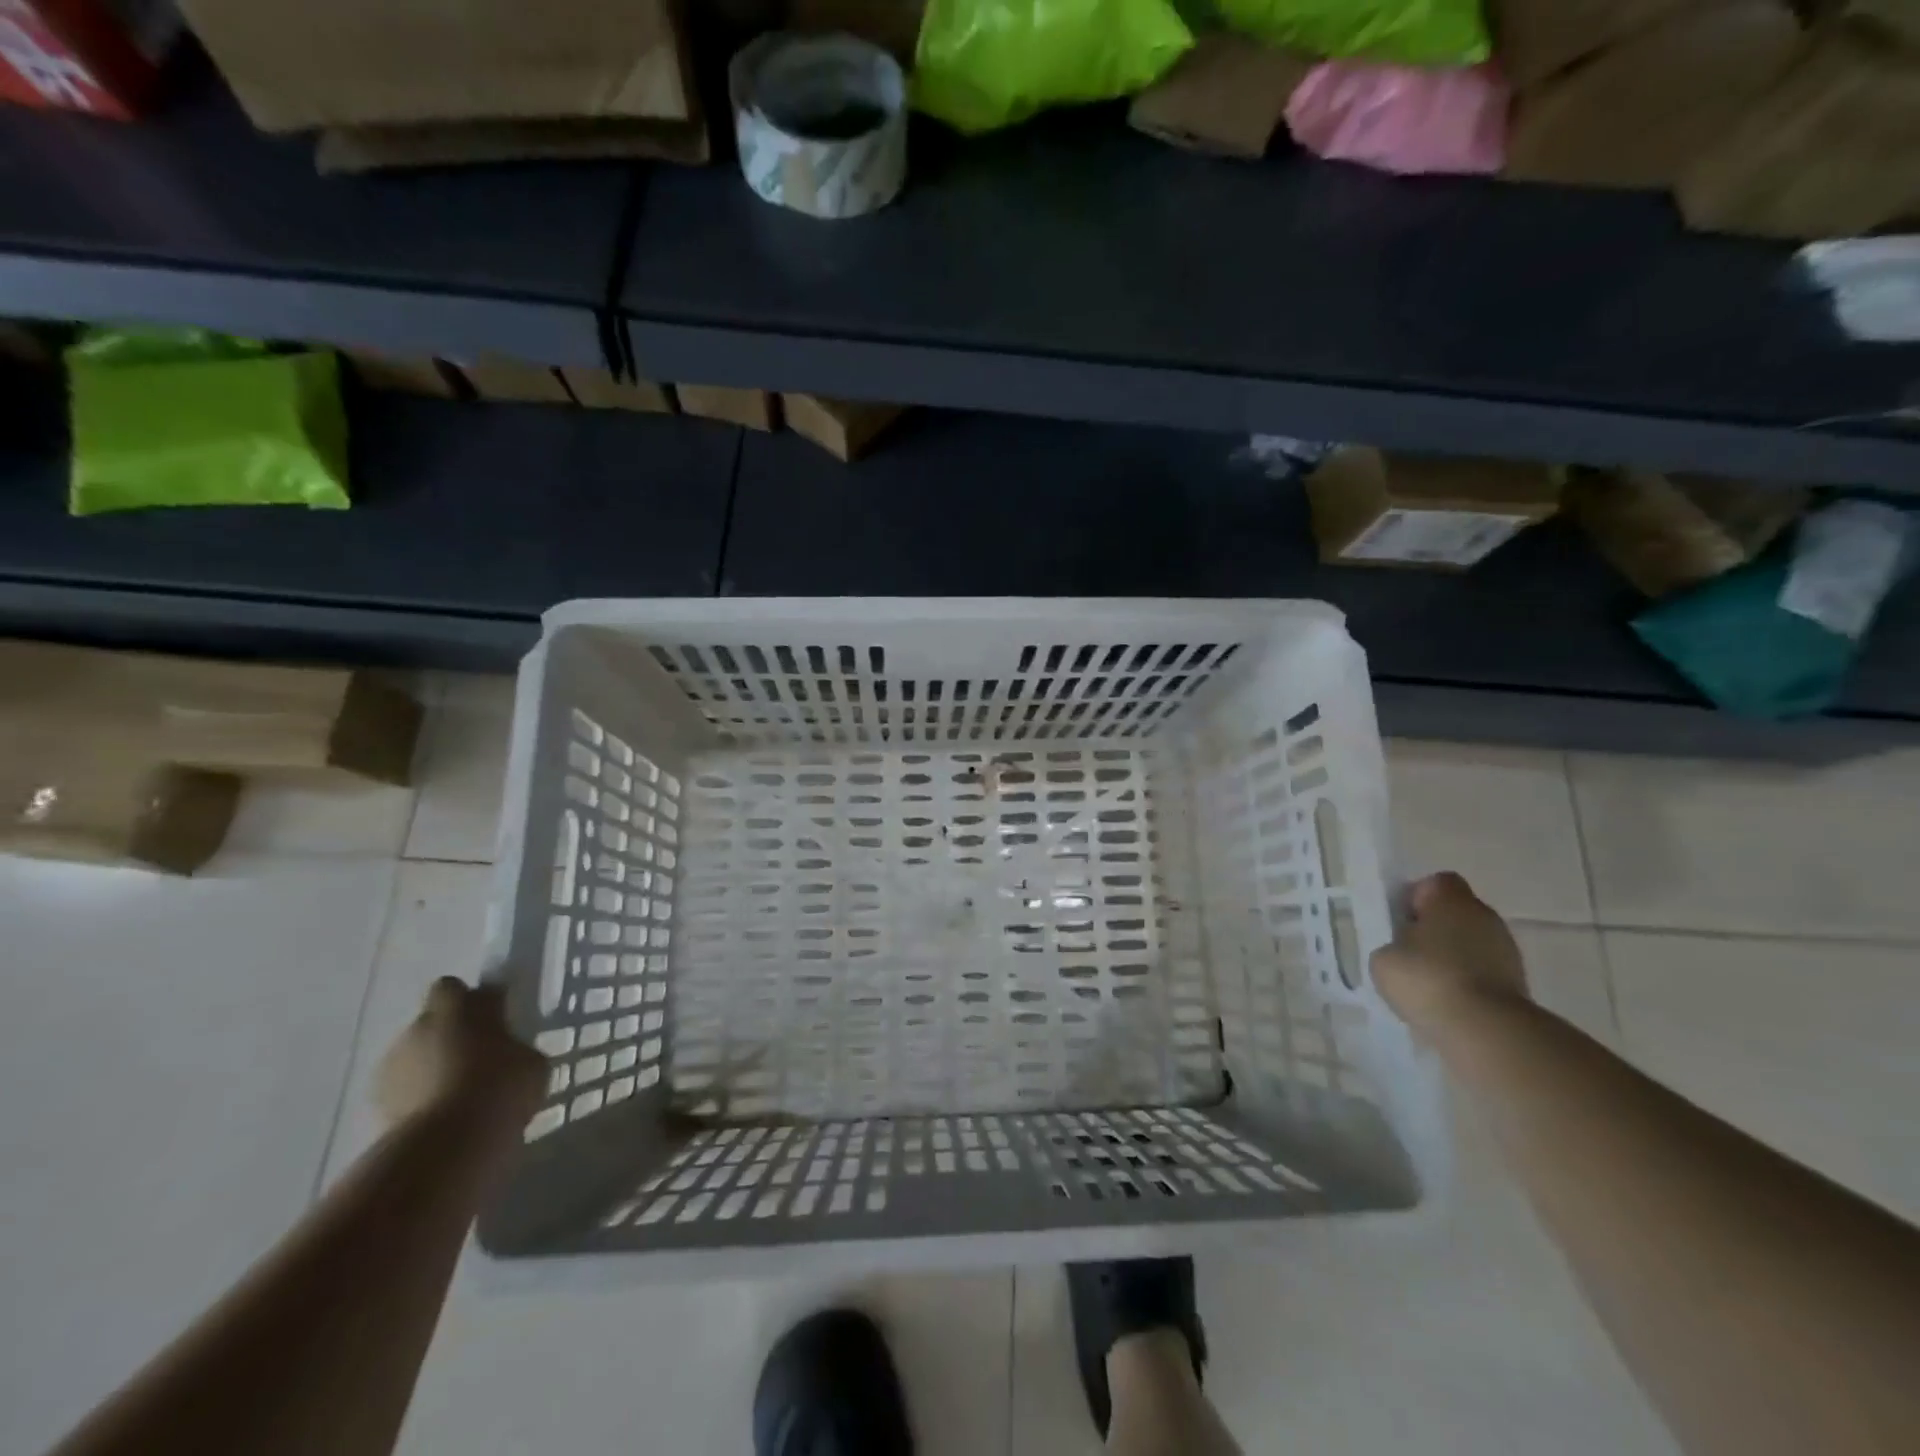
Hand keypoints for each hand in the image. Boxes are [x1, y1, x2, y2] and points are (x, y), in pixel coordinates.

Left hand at [374, 978, 544, 1129]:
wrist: (446, 1145)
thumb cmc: (499, 1087)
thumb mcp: (530, 1061)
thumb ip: (513, 1046)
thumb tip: (505, 1052)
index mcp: (460, 1007)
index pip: (457, 987)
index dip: (473, 1001)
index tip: (494, 1017)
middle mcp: (421, 1026)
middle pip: (433, 1019)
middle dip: (451, 1032)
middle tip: (479, 1056)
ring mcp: (392, 1064)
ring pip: (416, 1054)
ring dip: (432, 1065)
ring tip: (459, 1092)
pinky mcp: (376, 1102)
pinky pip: (405, 1087)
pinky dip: (418, 1095)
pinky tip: (442, 1115)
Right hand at [1371, 872, 1529, 1038]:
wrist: (1486, 1030)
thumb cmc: (1427, 979)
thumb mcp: (1384, 958)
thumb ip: (1392, 945)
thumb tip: (1405, 951)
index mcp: (1451, 899)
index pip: (1434, 883)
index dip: (1415, 898)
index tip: (1399, 922)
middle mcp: (1485, 916)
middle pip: (1455, 913)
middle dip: (1433, 930)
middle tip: (1408, 954)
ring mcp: (1507, 950)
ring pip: (1471, 944)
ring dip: (1452, 958)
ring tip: (1427, 986)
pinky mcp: (1519, 983)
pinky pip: (1484, 973)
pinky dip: (1468, 984)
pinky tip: (1448, 1004)